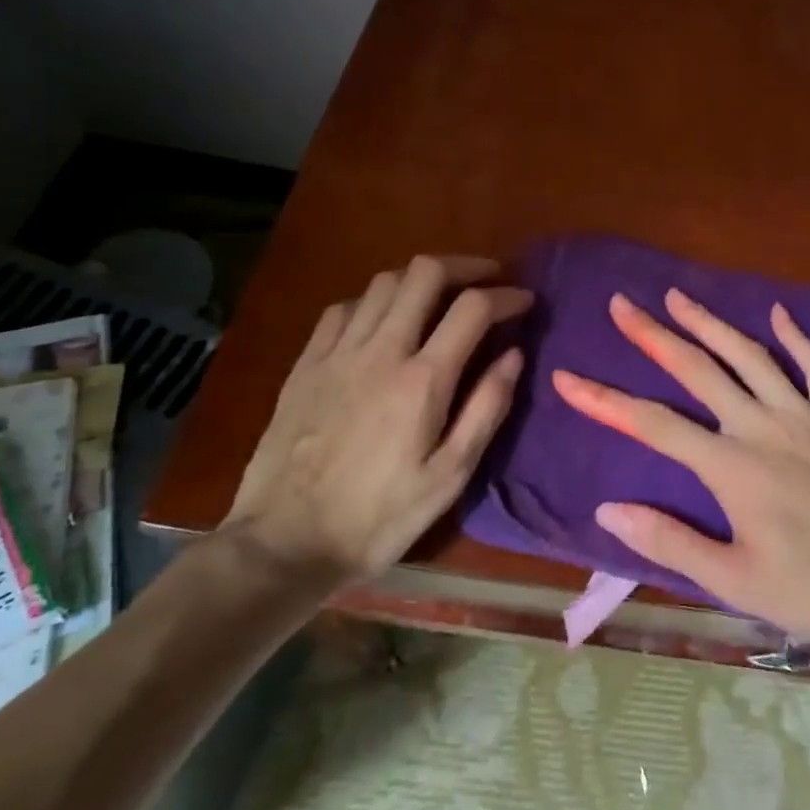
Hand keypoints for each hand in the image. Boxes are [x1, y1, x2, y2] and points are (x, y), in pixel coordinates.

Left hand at [222, 255, 530, 588]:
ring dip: (421, 279)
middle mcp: (381, 351)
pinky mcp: (306, 364)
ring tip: (442, 296)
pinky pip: (344, 309)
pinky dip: (375, 301)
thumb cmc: (379, 517)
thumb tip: (514, 354)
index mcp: (423, 380)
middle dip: (466, 266)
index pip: (473, 308)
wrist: (285, 544)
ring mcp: (338, 353)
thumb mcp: (450, 476)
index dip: (507, 295)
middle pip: (425, 273)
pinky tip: (384, 321)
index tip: (525, 302)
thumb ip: (487, 409)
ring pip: (383, 282)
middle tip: (488, 280)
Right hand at [551, 289, 809, 643]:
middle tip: (623, 304)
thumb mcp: (734, 582)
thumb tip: (609, 511)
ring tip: (678, 295)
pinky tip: (778, 313)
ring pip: (750, 355)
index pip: (654, 425)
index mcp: (731, 467)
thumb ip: (670, 543)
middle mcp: (762, 426)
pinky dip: (797, 337)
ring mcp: (805, 414)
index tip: (568, 378)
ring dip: (711, 322)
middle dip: (654, 335)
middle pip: (698, 370)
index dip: (606, 400)